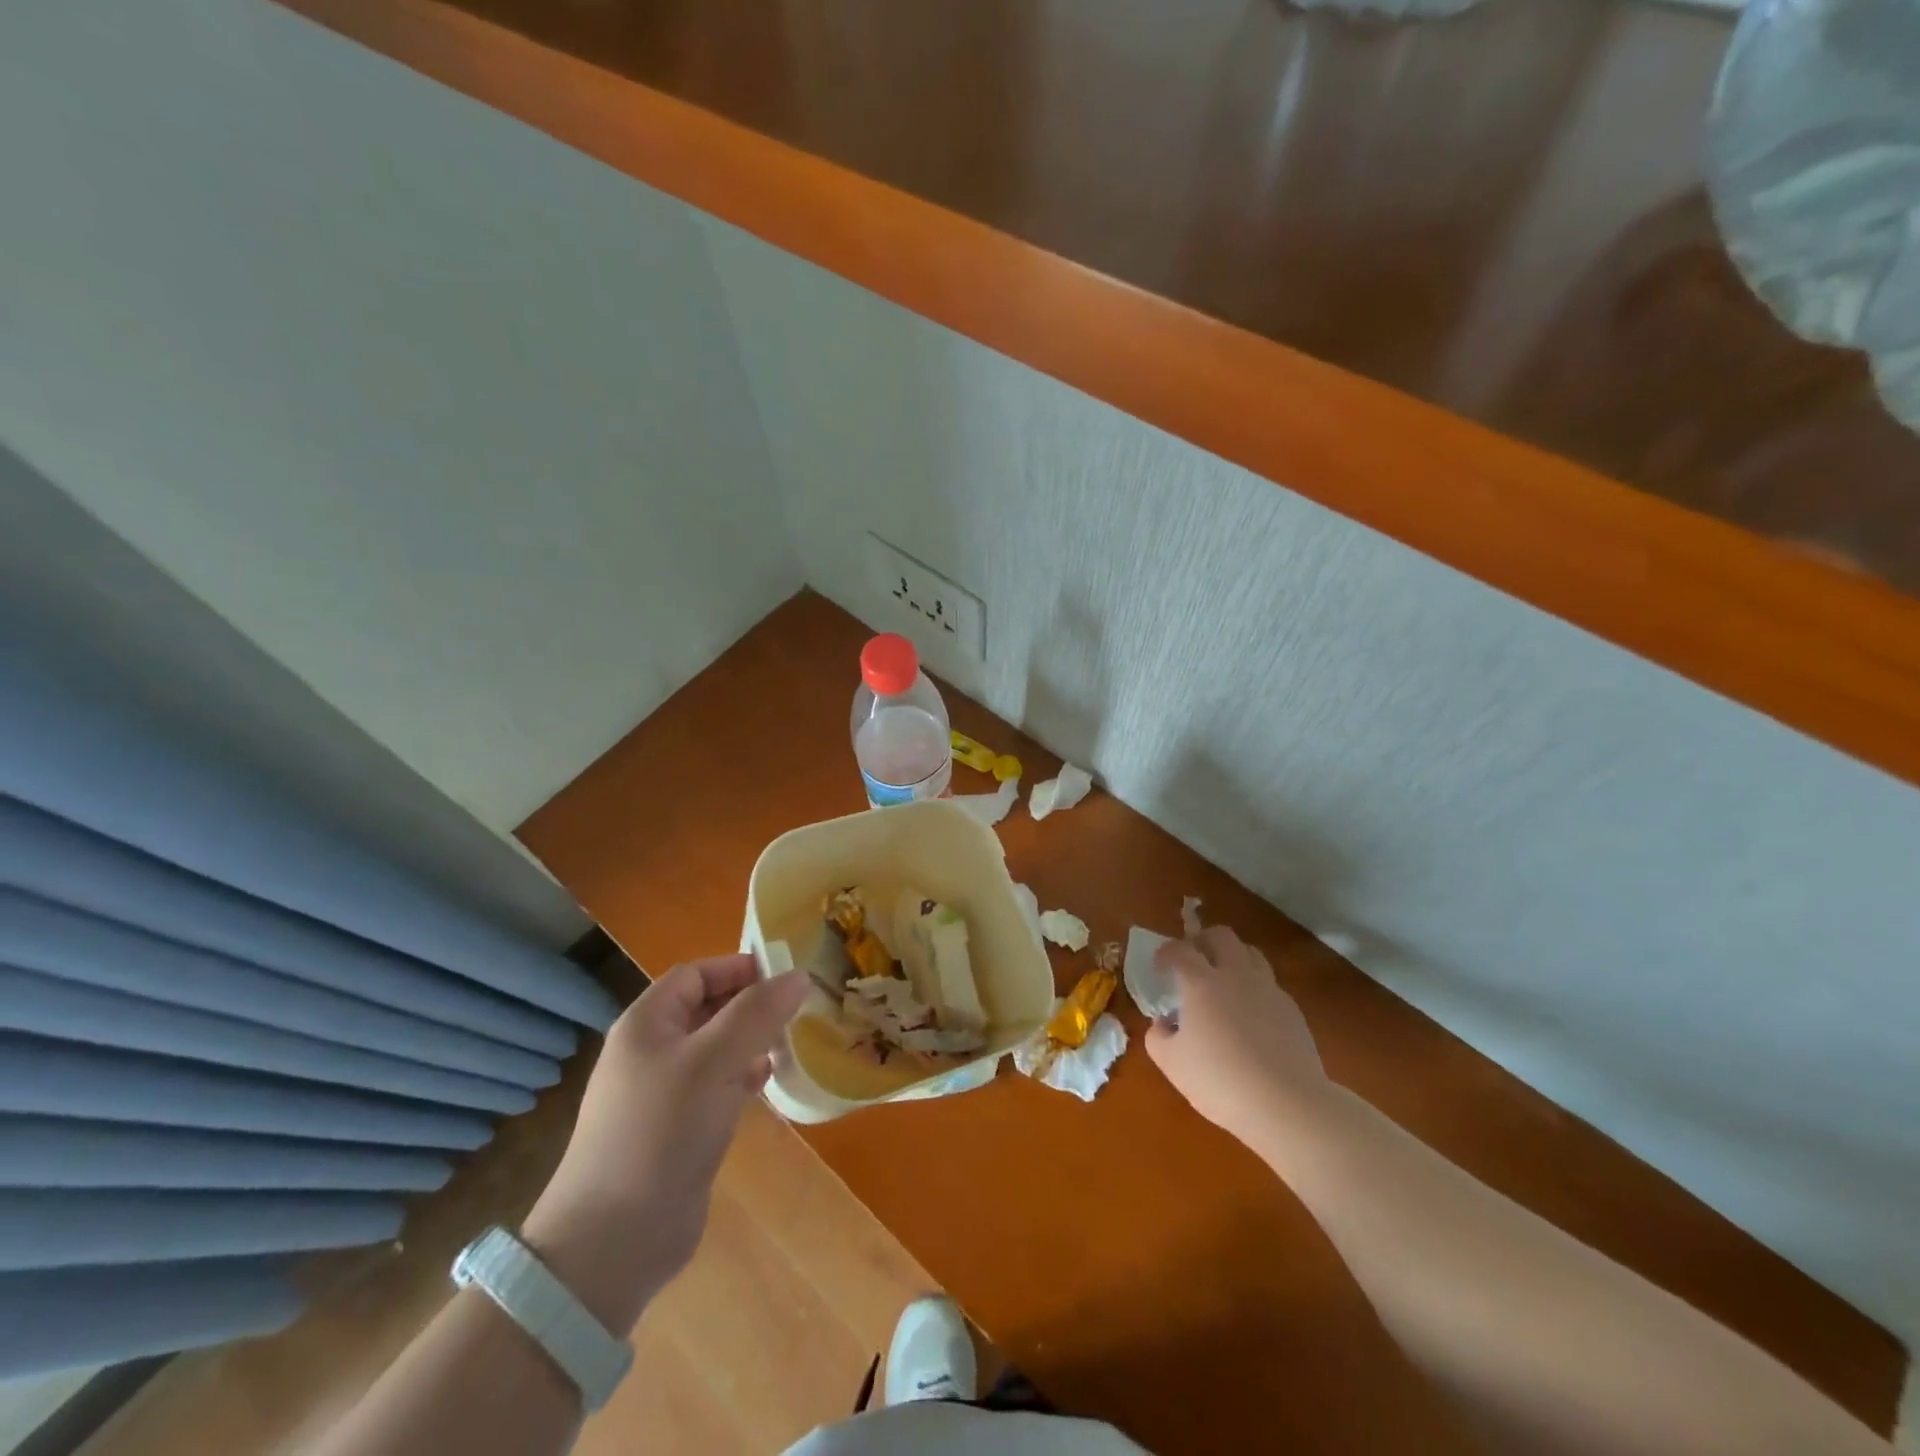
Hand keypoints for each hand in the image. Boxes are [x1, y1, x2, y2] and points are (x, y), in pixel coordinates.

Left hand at [521, 956, 809, 1332]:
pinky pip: (717, 1085)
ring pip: (716, 1048)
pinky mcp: (678, 1129)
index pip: (695, 974)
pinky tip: (769, 1082)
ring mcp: (664, 1093)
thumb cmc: (661, 1131)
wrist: (614, 1241)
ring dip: (752, 1040)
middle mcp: (652, 1051)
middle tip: (798, 1008)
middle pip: (707, 1009)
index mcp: (647, 1023)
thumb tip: (798, 975)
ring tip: (791, 1041)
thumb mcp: (714, 1061)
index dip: (738, 968)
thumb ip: (757, 1013)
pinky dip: (744, 1076)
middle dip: (751, 1004)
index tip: (786, 975)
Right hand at [1146, 927, 1326, 1145]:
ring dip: (1232, 957)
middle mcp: (1236, 975)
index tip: (1159, 967)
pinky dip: (1253, 986)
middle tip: (1192, 962)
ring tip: (1222, 980)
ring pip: (1250, 952)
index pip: (1179, 950)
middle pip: (1221, 935)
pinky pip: (1268, 982)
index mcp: (1201, 982)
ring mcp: (1268, 989)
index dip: (1165, 953)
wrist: (1288, 1105)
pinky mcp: (1291, 1009)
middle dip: (1202, 941)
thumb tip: (1164, 1022)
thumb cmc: (1221, 1082)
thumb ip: (1157, 1037)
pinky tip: (1249, 1014)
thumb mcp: (1171, 1064)